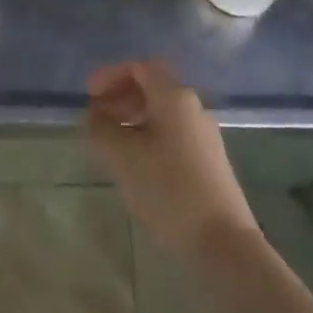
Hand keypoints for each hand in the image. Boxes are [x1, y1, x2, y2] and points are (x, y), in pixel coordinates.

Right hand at [83, 60, 258, 263]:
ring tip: (111, 143)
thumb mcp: (123, 158)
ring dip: (133, 119)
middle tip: (97, 118)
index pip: (140, 67)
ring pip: (162, 113)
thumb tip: (94, 116)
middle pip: (153, 87)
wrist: (223, 244)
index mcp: (174, 97)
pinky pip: (172, 134)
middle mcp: (193, 108)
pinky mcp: (209, 162)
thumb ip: (102, 130)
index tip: (89, 96)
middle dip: (121, 97)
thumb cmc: (168, 191)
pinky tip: (136, 165)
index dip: (110, 76)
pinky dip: (148, 137)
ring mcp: (204, 136)